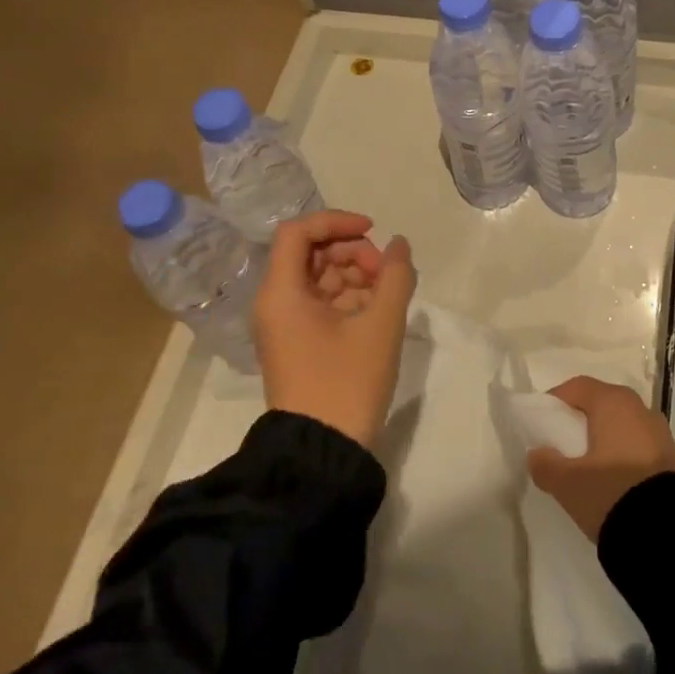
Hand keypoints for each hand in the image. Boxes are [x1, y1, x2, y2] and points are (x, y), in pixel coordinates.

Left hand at [253, 211, 416, 448]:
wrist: (322, 452)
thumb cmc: (347, 382)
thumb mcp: (380, 325)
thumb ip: (395, 276)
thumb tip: (399, 244)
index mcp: (282, 293)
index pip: (299, 231)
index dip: (336, 221)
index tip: (373, 231)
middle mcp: (275, 302)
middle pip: (310, 253)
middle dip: (352, 252)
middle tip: (385, 272)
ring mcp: (285, 325)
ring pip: (319, 278)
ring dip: (355, 275)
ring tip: (388, 294)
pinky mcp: (298, 343)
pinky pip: (322, 303)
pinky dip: (350, 298)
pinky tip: (378, 310)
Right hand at [526, 376, 674, 541]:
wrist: (668, 532)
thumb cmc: (610, 491)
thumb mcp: (567, 483)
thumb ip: (545, 465)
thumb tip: (537, 454)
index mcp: (612, 401)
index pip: (577, 387)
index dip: (555, 401)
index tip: (540, 424)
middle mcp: (638, 407)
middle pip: (601, 403)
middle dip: (579, 420)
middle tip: (561, 445)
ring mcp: (659, 432)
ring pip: (621, 425)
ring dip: (602, 438)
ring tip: (586, 466)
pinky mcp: (671, 457)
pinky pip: (636, 444)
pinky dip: (621, 453)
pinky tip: (611, 479)